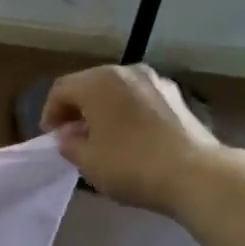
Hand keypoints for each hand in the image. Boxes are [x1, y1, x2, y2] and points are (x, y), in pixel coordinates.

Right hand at [40, 64, 222, 213]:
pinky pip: (138, 99)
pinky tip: (128, 138)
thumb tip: (69, 135)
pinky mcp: (176, 97)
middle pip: (90, 85)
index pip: (61, 90)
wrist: (194, 173)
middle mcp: (127, 72)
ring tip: (100, 138)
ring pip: (116, 91)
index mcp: (99, 82)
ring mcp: (156, 81)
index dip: (50, 113)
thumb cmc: (130, 165)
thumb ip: (69, 144)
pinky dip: (126, 113)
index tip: (51, 138)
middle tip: (71, 137)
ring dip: (102, 110)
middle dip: (76, 109)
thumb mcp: (87, 161)